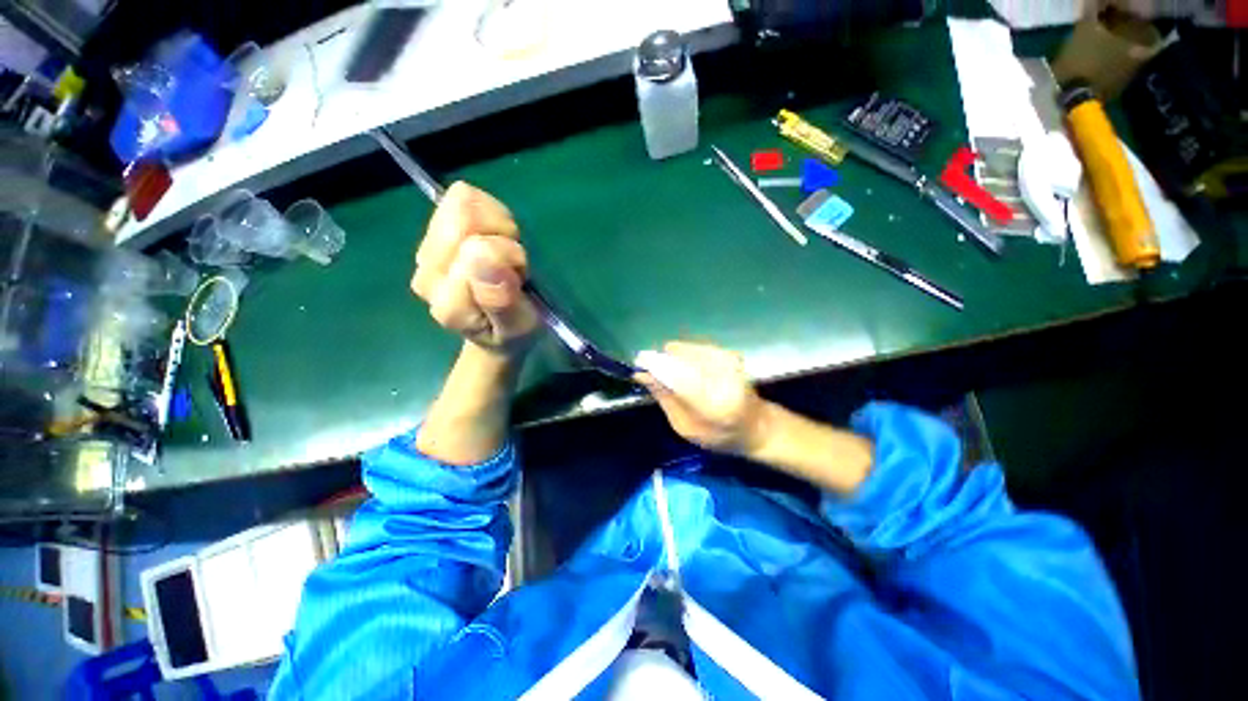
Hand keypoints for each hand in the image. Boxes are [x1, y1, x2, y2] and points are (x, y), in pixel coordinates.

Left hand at [411, 182, 538, 355]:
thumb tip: (484, 252)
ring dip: (496, 224)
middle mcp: (427, 273)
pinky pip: (462, 197)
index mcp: (449, 301)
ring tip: (503, 253)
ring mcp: (426, 250)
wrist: (495, 331)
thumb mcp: (519, 325)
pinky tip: (493, 237)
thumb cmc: (513, 330)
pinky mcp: (432, 230)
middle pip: (464, 218)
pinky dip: (489, 212)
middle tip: (513, 265)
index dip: (511, 257)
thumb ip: (501, 298)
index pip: (479, 250)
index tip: (519, 280)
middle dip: (502, 236)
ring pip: (462, 204)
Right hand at [634, 341, 769, 454]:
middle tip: (660, 378)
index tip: (638, 368)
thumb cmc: (720, 435)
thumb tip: (643, 374)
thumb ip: (665, 398)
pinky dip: (686, 357)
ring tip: (678, 378)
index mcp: (712, 402)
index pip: (674, 374)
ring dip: (674, 360)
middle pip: (677, 355)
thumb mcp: (686, 427)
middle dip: (662, 363)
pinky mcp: (729, 352)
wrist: (757, 425)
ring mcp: (728, 359)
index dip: (652, 366)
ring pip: (683, 348)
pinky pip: (693, 348)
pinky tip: (691, 371)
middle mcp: (722, 374)